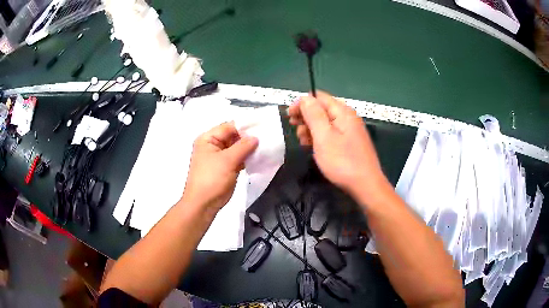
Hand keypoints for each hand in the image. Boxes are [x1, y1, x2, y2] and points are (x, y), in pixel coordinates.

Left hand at [182, 122, 257, 211]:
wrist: (203, 204)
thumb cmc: (212, 179)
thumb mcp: (227, 160)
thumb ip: (243, 146)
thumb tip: (256, 137)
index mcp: (208, 139)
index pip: (228, 127)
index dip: (244, 126)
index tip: (262, 127)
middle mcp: (212, 145)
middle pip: (233, 136)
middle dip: (248, 137)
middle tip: (266, 137)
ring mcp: (219, 157)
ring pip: (236, 148)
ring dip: (249, 148)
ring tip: (265, 146)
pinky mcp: (225, 167)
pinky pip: (237, 158)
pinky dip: (246, 158)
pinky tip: (259, 157)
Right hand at [288, 91, 389, 204]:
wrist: (365, 185)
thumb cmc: (342, 161)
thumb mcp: (324, 137)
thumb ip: (313, 115)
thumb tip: (305, 98)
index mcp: (342, 112)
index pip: (319, 97)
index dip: (302, 103)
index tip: (289, 116)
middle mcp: (347, 117)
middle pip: (322, 109)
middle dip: (305, 116)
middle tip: (294, 129)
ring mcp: (350, 130)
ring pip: (325, 122)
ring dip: (311, 128)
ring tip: (302, 141)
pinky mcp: (349, 142)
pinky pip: (331, 133)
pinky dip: (319, 137)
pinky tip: (313, 146)